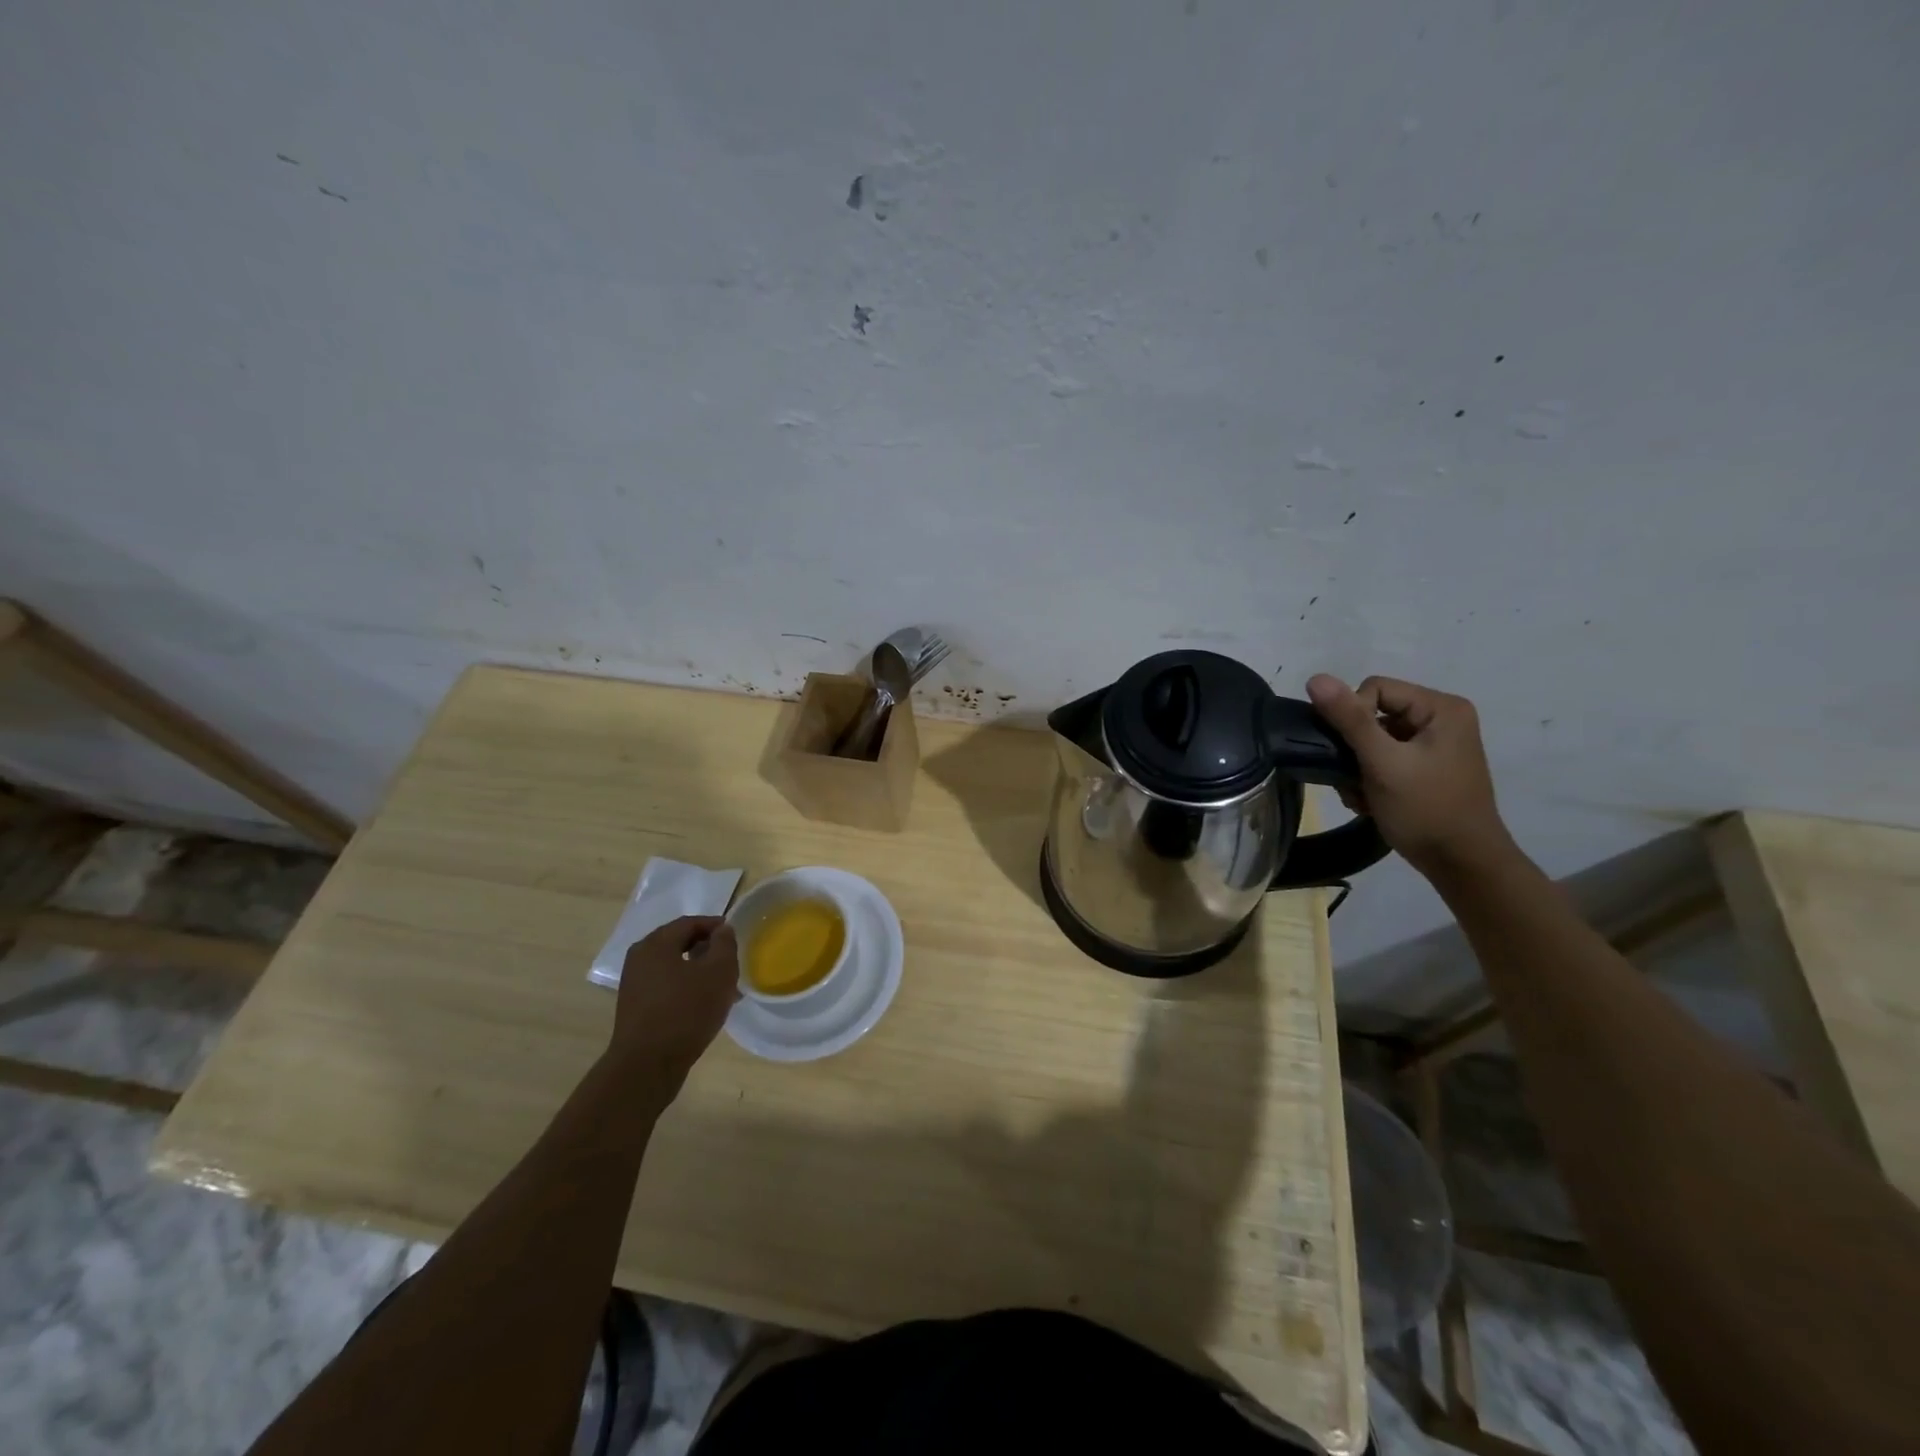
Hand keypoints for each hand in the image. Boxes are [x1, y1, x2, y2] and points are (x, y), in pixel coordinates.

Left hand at [607, 916, 739, 1097]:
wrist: (647, 1066)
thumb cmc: (686, 1011)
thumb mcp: (718, 972)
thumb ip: (724, 944)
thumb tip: (722, 930)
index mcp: (655, 944)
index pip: (689, 922)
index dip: (715, 926)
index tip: (735, 936)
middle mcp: (639, 959)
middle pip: (679, 944)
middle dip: (707, 950)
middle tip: (731, 961)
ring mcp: (634, 985)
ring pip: (674, 968)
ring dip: (699, 972)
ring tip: (723, 987)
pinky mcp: (636, 1009)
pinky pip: (666, 988)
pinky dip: (687, 989)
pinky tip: (705, 1006)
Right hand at [1306, 674, 1515, 876]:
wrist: (1462, 864)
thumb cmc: (1425, 809)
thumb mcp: (1382, 762)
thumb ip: (1349, 719)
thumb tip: (1315, 678)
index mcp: (1441, 708)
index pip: (1375, 689)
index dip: (1353, 717)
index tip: (1353, 753)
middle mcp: (1442, 719)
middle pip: (1373, 714)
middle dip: (1354, 747)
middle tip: (1352, 778)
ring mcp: (1435, 745)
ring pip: (1373, 739)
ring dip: (1358, 766)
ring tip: (1361, 794)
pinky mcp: (1426, 767)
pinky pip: (1384, 758)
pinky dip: (1370, 777)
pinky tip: (1370, 800)